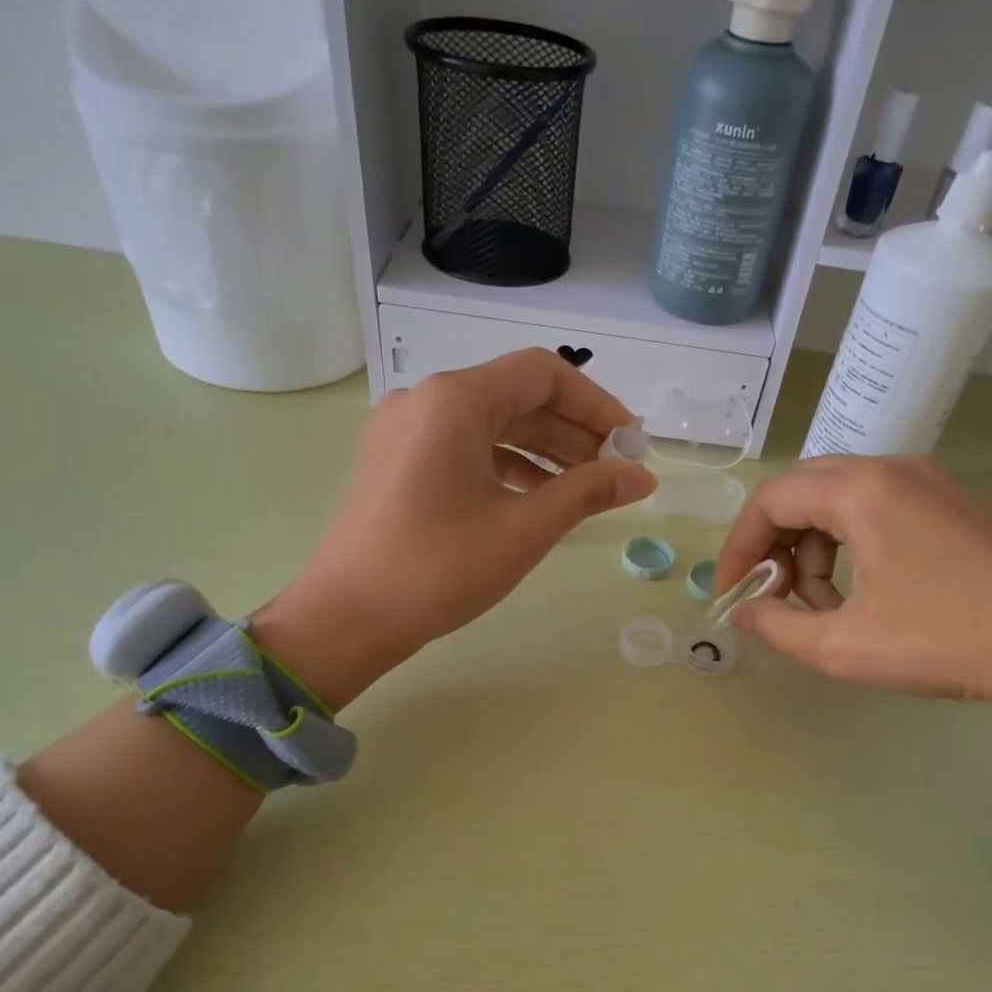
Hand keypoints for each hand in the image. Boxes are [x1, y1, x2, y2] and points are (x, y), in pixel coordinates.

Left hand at [249, 349, 655, 709]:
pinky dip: (505, 464)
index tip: (629, 442)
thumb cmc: (440, 568)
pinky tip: (534, 497)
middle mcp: (427, 400)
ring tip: (583, 488)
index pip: (543, 374)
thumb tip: (642, 477)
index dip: (595, 403)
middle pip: (516, 396)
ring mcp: (405, 430)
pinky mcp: (397, 461)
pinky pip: (464, 447)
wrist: (349, 617)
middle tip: (614, 470)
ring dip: (542, 450)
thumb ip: (587, 493)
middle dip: (572, 430)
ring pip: (491, 424)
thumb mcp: (524, 529)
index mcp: (456, 400)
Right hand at [715, 455, 991, 745]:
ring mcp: (928, 481)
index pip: (771, 501)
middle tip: (773, 596)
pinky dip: (849, 545)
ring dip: (813, 550)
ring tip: (824, 607)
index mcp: (861, 490)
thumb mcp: (841, 645)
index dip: (739, 549)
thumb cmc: (942, 641)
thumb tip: (743, 612)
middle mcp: (892, 468)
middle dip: (775, 546)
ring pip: (838, 500)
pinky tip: (862, 592)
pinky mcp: (951, 502)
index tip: (730, 593)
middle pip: (802, 492)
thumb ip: (776, 625)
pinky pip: (875, 508)